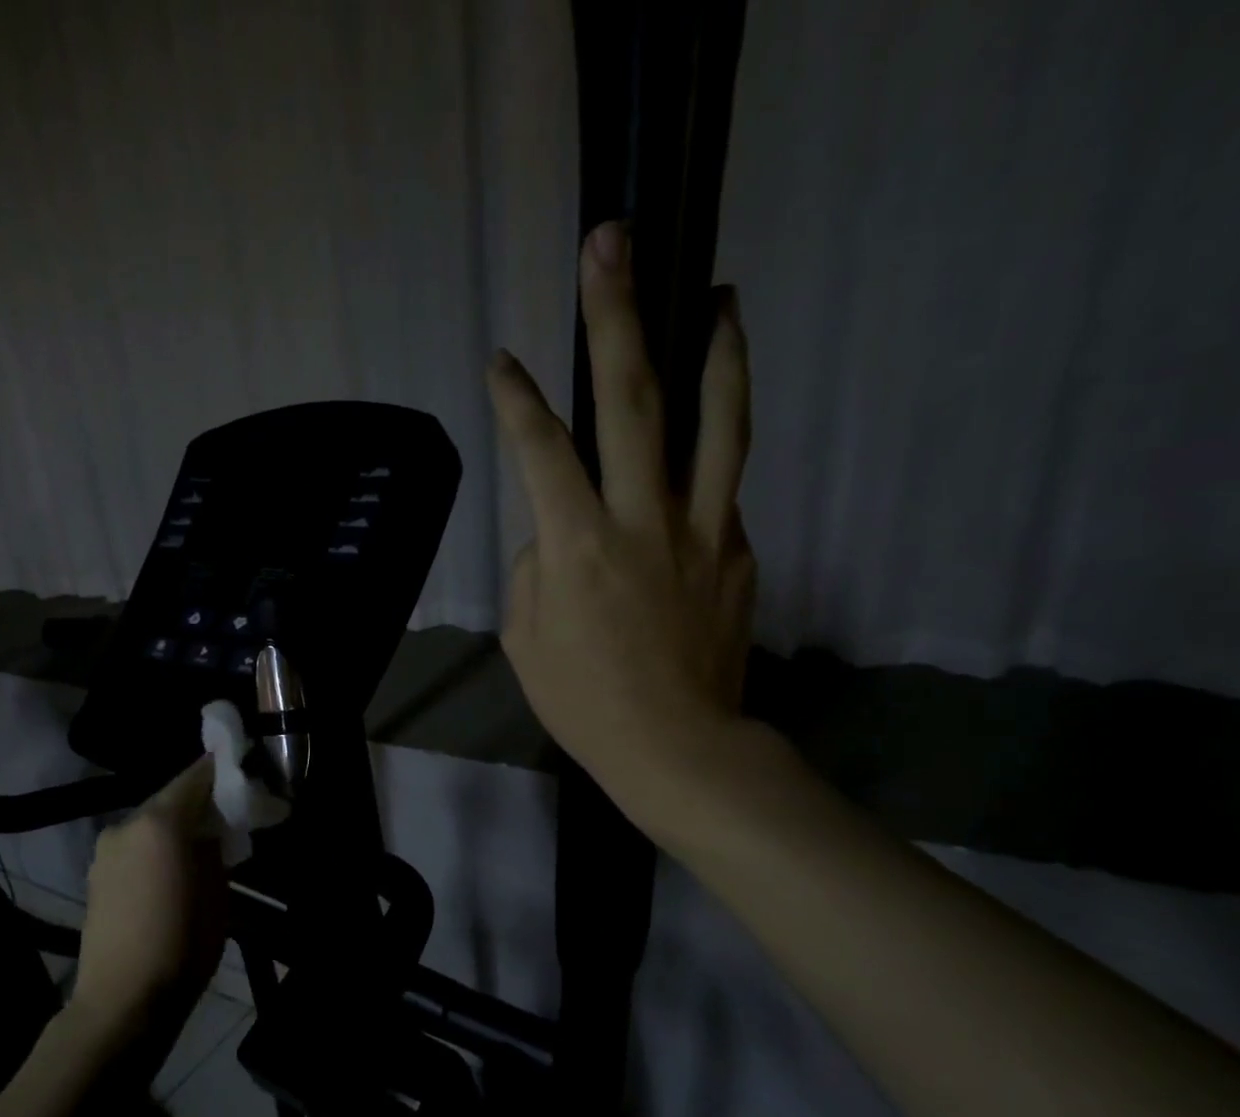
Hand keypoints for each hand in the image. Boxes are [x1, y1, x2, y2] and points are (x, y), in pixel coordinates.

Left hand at [71, 756, 227, 1051]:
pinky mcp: (95, 873)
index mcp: (160, 822)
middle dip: (200, 801)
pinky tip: (170, 869)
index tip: (243, 772)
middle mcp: (127, 824)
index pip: (196, 776)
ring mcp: (105, 848)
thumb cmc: (182, 945)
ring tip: (201, 845)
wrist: (122, 1000)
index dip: (221, 770)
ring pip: (150, 822)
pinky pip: (134, 845)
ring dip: (176, 825)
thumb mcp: (217, 892)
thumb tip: (214, 828)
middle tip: (228, 813)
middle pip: (170, 797)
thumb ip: (215, 847)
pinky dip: (155, 846)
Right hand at [489, 220, 756, 823]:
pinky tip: (701, 443)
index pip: (542, 450)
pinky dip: (711, 454)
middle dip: (616, 316)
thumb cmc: (583, 701)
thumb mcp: (525, 638)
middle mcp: (642, 520)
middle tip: (611, 247)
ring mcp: (702, 530)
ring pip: (716, 422)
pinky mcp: (737, 550)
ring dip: (716, 350)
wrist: (676, 746)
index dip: (517, 399)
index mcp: (578, 547)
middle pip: (632, 401)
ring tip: (721, 296)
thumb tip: (558, 528)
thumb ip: (536, 566)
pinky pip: (721, 488)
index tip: (503, 362)